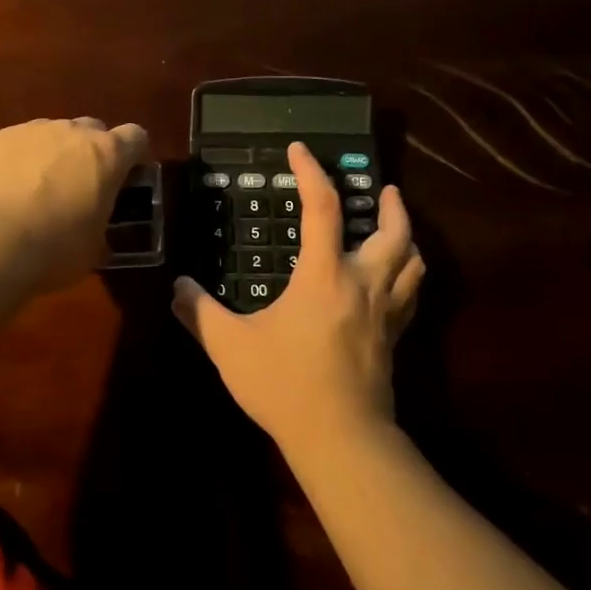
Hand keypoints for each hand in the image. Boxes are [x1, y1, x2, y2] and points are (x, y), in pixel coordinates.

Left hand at [0, 117, 151, 291]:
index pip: (136, 138)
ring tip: (33, 195)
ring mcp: (25, 131)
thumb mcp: (91, 252)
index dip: (133, 157)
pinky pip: (10, 146)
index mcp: (106, 155)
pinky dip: (12, 164)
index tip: (126, 180)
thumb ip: (100, 232)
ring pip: (48, 135)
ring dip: (50, 157)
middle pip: (91, 129)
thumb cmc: (51, 250)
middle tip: (80, 189)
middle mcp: (68, 132)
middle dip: (90, 153)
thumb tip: (96, 237)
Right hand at [172, 143, 423, 452]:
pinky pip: (410, 297)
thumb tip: (178, 286)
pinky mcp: (393, 340)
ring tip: (395, 227)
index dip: (312, 172)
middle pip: (393, 232)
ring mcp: (385, 314)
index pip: (322, 208)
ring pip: (412, 263)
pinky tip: (394, 283)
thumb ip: (199, 312)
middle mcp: (363, 284)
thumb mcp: (230, 346)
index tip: (300, 150)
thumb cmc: (285, 384)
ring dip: (407, 237)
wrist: (341, 439)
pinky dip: (407, 277)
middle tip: (382, 189)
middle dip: (390, 205)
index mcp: (324, 275)